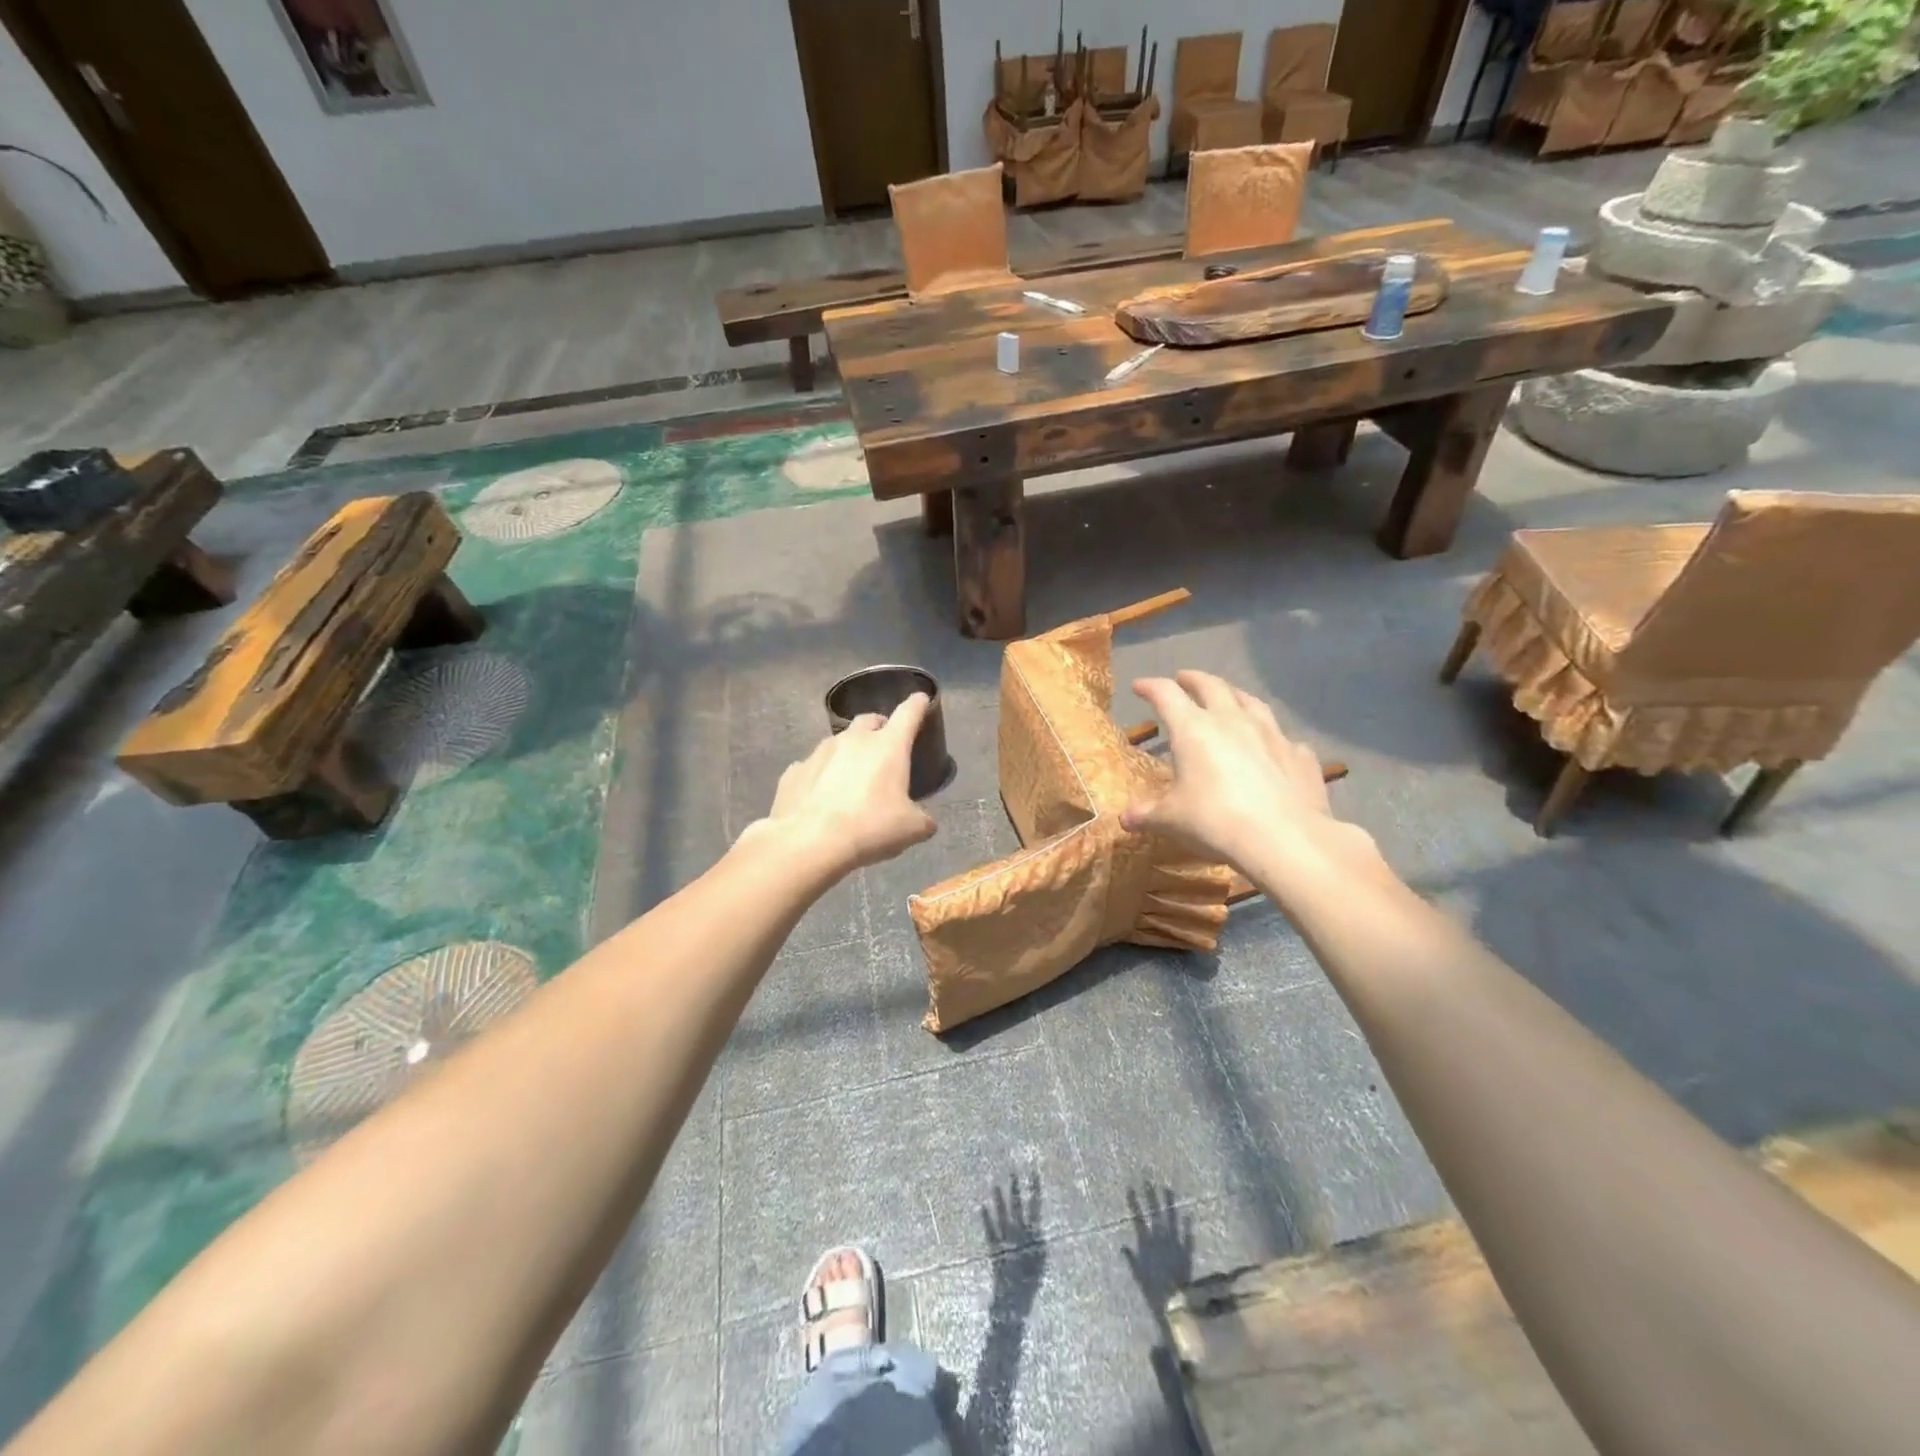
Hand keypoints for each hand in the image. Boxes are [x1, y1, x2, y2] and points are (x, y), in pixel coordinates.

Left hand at [744, 693, 936, 872]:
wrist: (809, 842)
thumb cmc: (869, 828)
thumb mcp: (911, 830)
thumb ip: (923, 819)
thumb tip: (925, 820)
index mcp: (888, 746)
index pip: (908, 713)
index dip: (917, 704)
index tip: (921, 699)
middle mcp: (853, 740)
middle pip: (869, 720)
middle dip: (879, 728)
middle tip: (885, 747)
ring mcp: (819, 752)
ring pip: (838, 742)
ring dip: (849, 752)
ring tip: (851, 776)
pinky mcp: (794, 771)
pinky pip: (812, 766)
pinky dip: (821, 775)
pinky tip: (821, 796)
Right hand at [1121, 671, 1368, 880]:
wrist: (1284, 839)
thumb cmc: (1215, 822)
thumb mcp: (1171, 820)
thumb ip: (1147, 814)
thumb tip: (1125, 819)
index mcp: (1193, 729)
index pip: (1166, 694)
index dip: (1150, 686)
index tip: (1140, 686)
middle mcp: (1232, 721)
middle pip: (1211, 686)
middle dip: (1194, 679)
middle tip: (1183, 679)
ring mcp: (1272, 734)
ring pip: (1250, 701)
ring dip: (1234, 695)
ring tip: (1228, 698)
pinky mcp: (1300, 755)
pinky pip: (1284, 738)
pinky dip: (1272, 738)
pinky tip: (1272, 747)